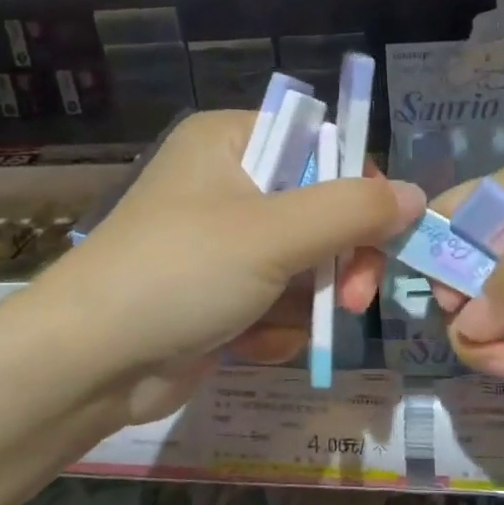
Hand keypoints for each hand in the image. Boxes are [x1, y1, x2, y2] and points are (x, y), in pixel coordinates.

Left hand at [46, 111, 424, 422]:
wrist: (89, 364)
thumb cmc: (180, 273)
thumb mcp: (273, 234)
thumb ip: (351, 210)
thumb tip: (414, 194)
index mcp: (230, 140)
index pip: (320, 144)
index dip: (356, 187)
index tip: (380, 234)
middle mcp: (226, 181)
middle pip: (318, 208)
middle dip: (337, 261)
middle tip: (351, 299)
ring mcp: (221, 241)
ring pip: (302, 261)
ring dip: (305, 301)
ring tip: (281, 327)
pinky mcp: (216, 292)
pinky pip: (274, 298)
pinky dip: (273, 325)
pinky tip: (248, 343)